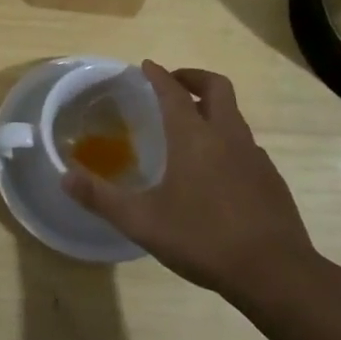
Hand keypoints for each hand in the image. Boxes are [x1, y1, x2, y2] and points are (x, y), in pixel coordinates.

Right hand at [62, 62, 331, 312]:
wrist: (276, 273)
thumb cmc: (203, 239)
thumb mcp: (141, 222)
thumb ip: (100, 198)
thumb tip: (64, 176)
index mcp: (194, 137)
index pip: (173, 92)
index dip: (158, 76)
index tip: (146, 66)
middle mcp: (227, 136)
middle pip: (216, 87)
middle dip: (193, 78)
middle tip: (173, 84)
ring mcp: (255, 157)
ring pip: (234, 116)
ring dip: (212, 109)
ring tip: (191, 128)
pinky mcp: (271, 179)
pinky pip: (246, 145)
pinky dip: (227, 140)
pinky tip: (216, 171)